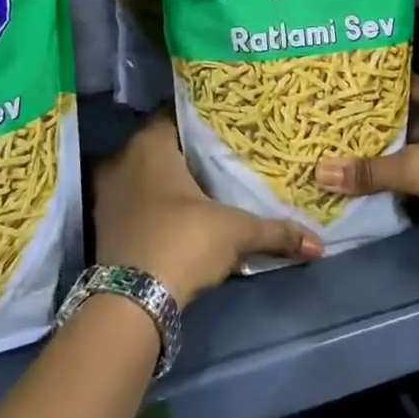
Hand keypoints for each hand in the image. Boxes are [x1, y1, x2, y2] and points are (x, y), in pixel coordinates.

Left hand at [95, 113, 322, 304]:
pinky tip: (177, 214)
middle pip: (160, 145)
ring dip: (166, 181)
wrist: (131, 302)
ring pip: (142, 174)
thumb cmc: (183, 241)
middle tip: (219, 156)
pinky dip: (151, 205)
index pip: (177, 115)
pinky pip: (132, 200)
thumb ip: (275, 231)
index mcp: (150, 143)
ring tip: (201, 186)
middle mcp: (122, 158)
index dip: (201, 120)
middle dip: (186, 152)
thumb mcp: (235, 232)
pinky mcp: (101, 224)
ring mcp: (106, 192)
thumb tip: (317, 244)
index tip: (225, 128)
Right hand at [315, 75, 418, 251]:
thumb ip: (370, 171)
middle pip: (403, 116)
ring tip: (341, 154)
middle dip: (371, 126)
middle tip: (330, 128)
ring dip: (385, 154)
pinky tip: (370, 182)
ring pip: (411, 145)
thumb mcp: (418, 166)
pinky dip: (400, 176)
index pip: (398, 84)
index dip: (369, 90)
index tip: (335, 95)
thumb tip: (318, 172)